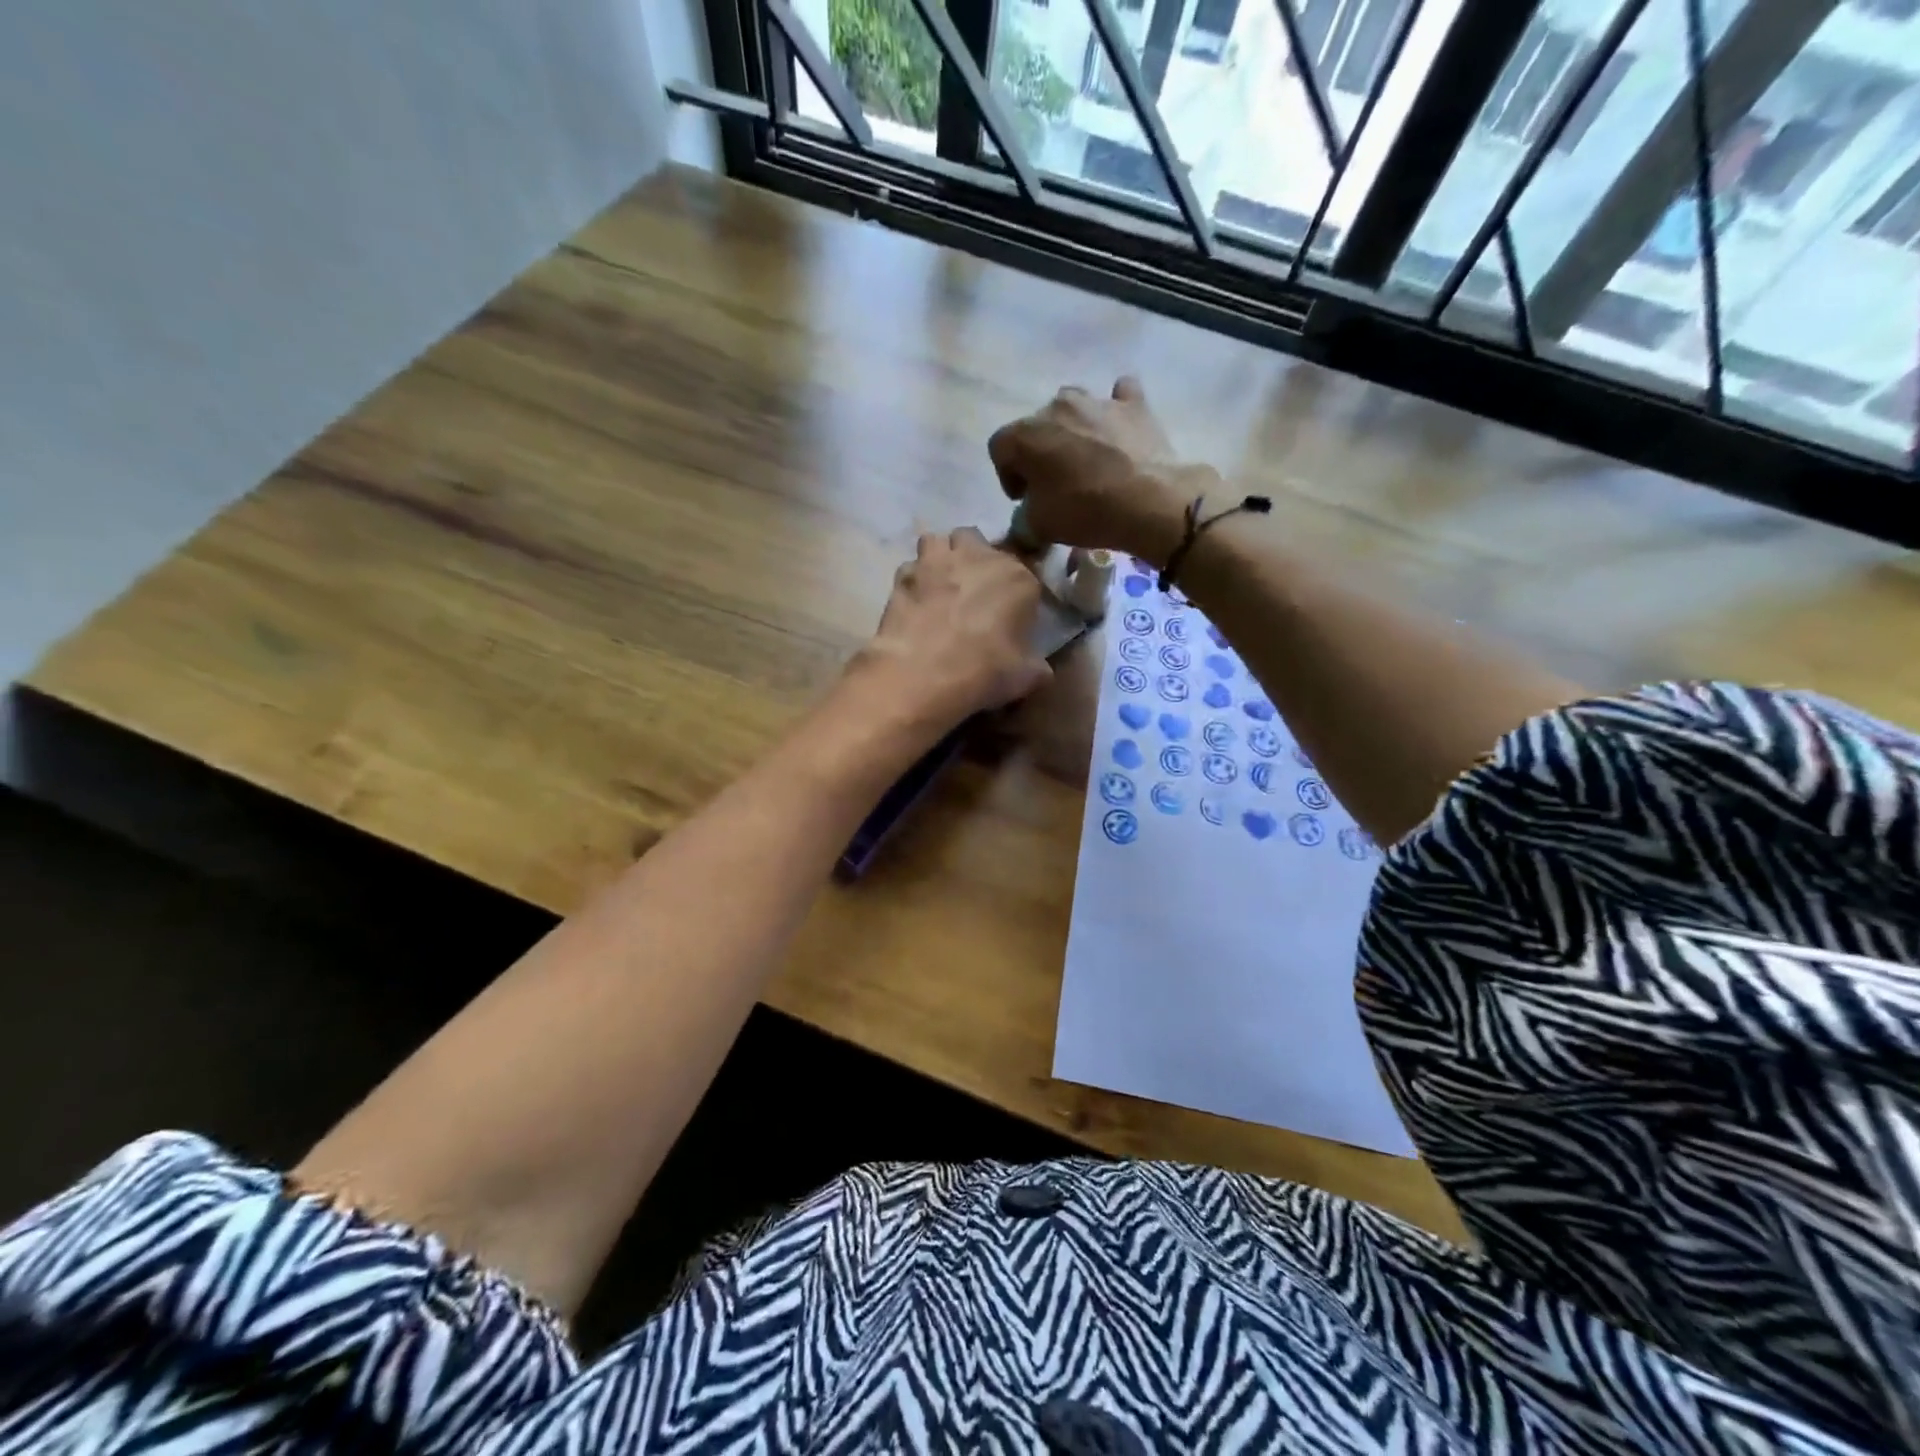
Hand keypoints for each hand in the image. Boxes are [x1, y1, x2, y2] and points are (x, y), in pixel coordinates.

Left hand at [844, 527, 1051, 734]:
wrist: (924, 674)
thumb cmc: (986, 671)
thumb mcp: (1029, 677)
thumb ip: (1037, 664)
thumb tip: (1039, 669)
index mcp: (1017, 577)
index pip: (1025, 572)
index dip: (1015, 592)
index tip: (1011, 613)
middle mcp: (977, 557)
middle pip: (975, 541)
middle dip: (974, 558)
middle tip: (972, 591)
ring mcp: (935, 562)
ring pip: (936, 542)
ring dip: (939, 559)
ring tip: (939, 588)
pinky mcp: (901, 578)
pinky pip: (909, 570)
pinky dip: (912, 583)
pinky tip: (914, 604)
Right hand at [987, 377, 1215, 566]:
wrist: (1149, 500)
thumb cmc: (1084, 510)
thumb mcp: (1039, 526)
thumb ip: (1021, 521)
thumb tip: (1024, 522)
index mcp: (1025, 434)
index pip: (999, 448)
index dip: (1007, 475)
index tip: (1024, 499)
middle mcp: (1056, 406)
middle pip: (1036, 427)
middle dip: (1039, 454)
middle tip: (1054, 484)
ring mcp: (1097, 400)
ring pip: (1073, 408)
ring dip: (1072, 430)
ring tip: (1085, 460)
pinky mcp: (1134, 404)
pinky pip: (1119, 397)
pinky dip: (1115, 410)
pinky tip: (1119, 429)